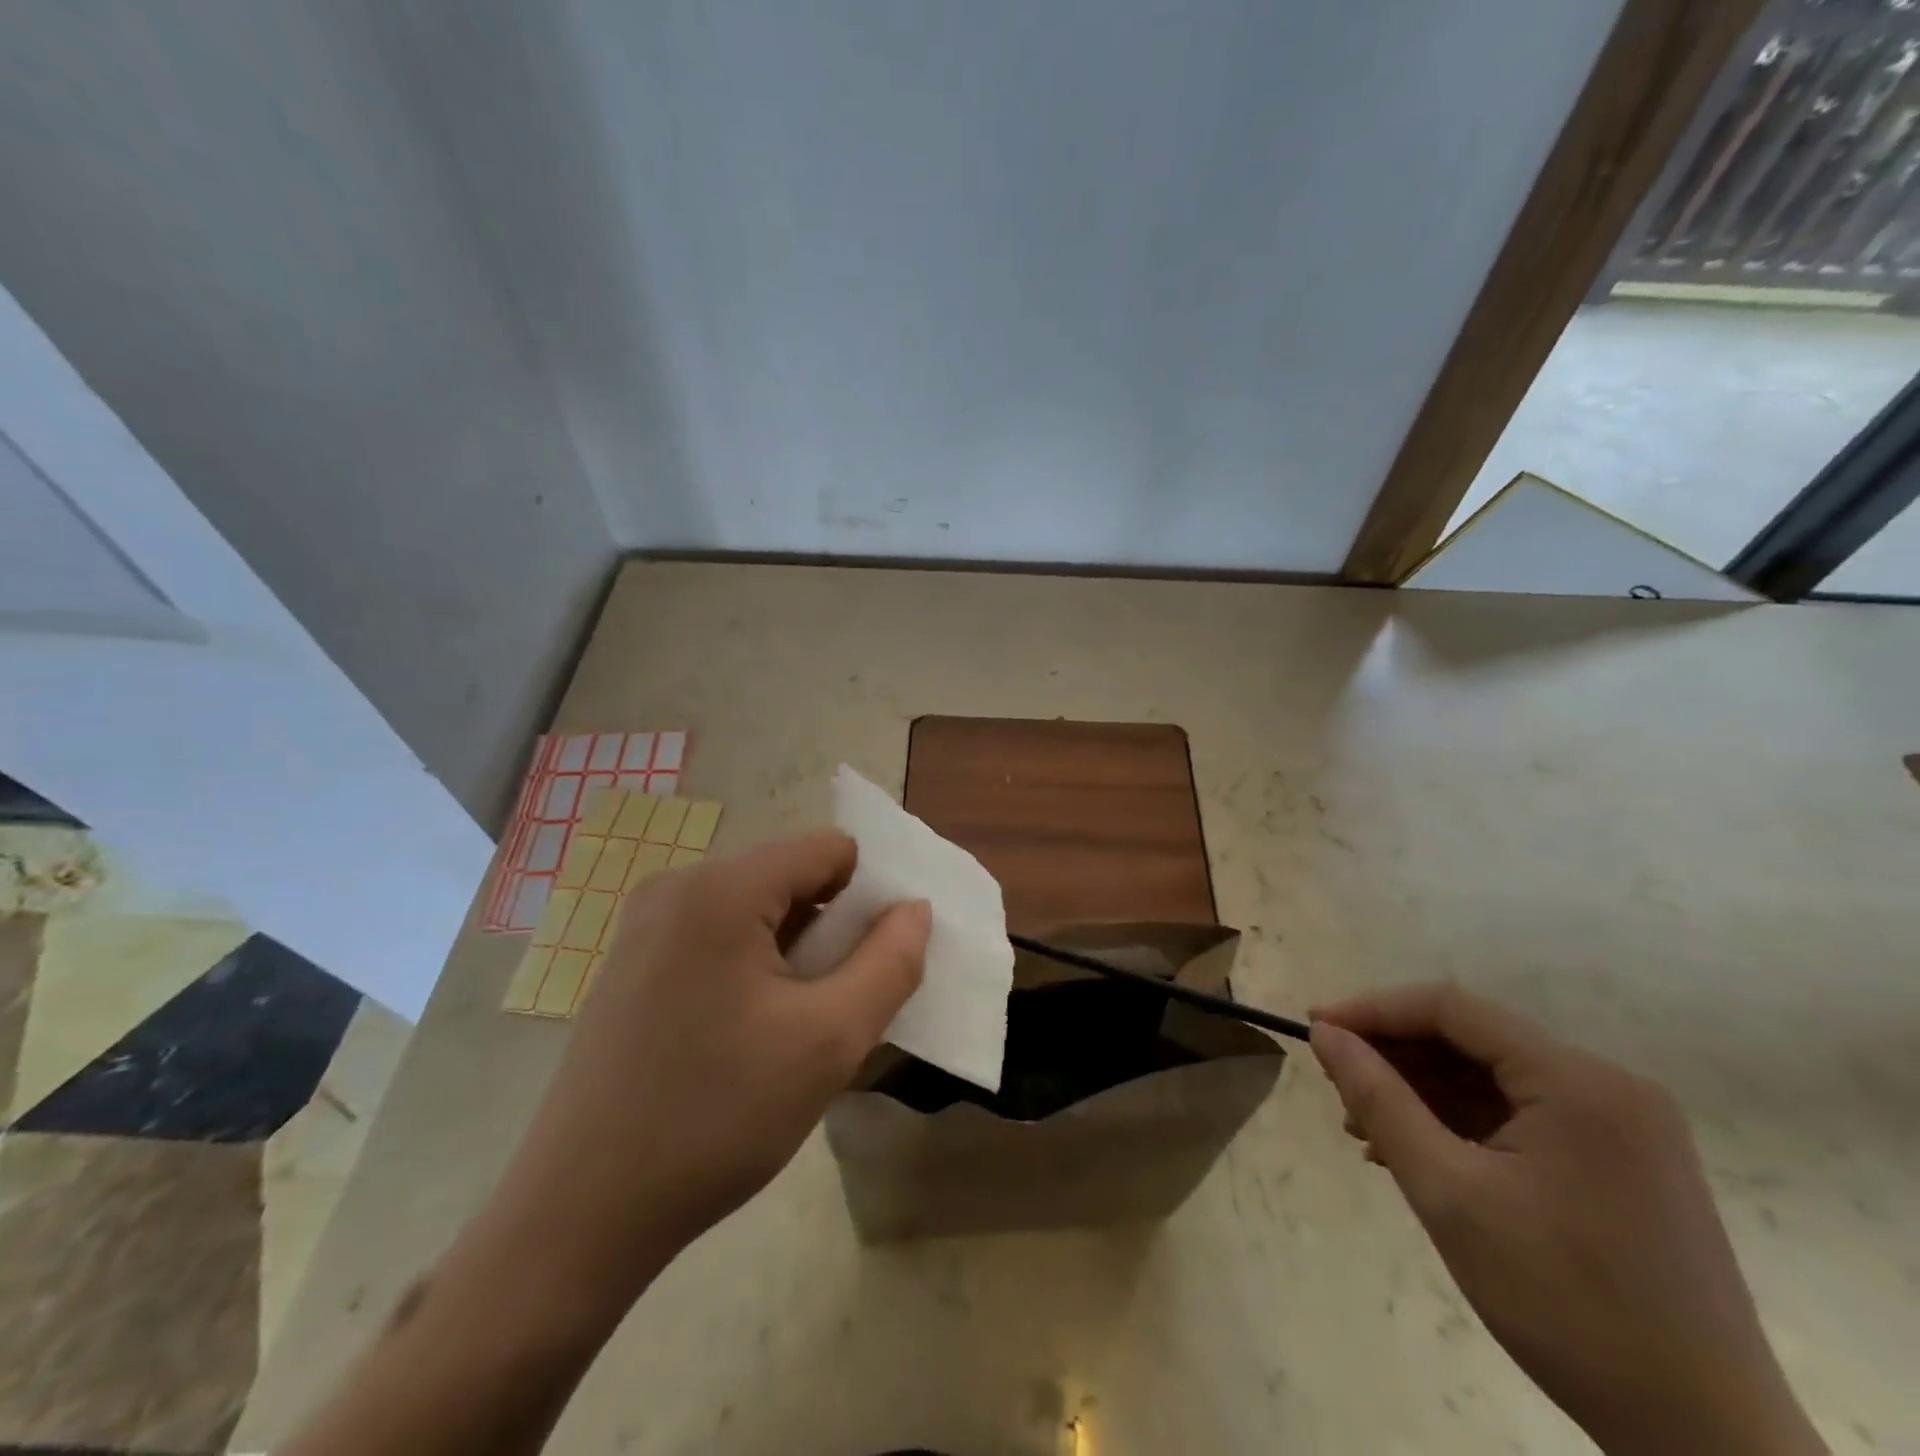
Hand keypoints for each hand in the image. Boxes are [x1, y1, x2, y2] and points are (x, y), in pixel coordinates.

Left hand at [488, 832, 928, 1317]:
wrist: (579, 1216)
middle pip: (791, 877)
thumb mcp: (829, 1042)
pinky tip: (746, 1036)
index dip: (867, 898)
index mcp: (721, 889)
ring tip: (791, 1030)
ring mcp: (645, 924)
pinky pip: (718, 936)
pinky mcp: (632, 962)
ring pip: (757, 910)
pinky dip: (754, 968)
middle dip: (829, 931)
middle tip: (833, 1008)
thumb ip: (889, 964)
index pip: (828, 850)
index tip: (872, 963)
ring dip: (794, 955)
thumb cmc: (716, 1118)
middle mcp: (677, 886)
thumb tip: (914, 909)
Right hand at [1311, 984, 1824, 1455]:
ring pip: (1493, 1076)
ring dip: (1423, 1091)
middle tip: (1335, 1086)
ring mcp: (1623, 1123)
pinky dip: (1463, 1121)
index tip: (1315, 1029)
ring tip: (1364, 1127)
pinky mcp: (1624, 1160)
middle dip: (1396, 1056)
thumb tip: (1324, 1033)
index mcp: (1578, 1081)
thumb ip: (1378, 1100)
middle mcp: (1608, 1084)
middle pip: (1473, 1040)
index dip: (1373, 1010)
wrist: (1704, 1442)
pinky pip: (1523, 1113)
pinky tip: (1419, 1150)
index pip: (1452, 1008)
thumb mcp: (1449, 1194)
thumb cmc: (1564, 1305)